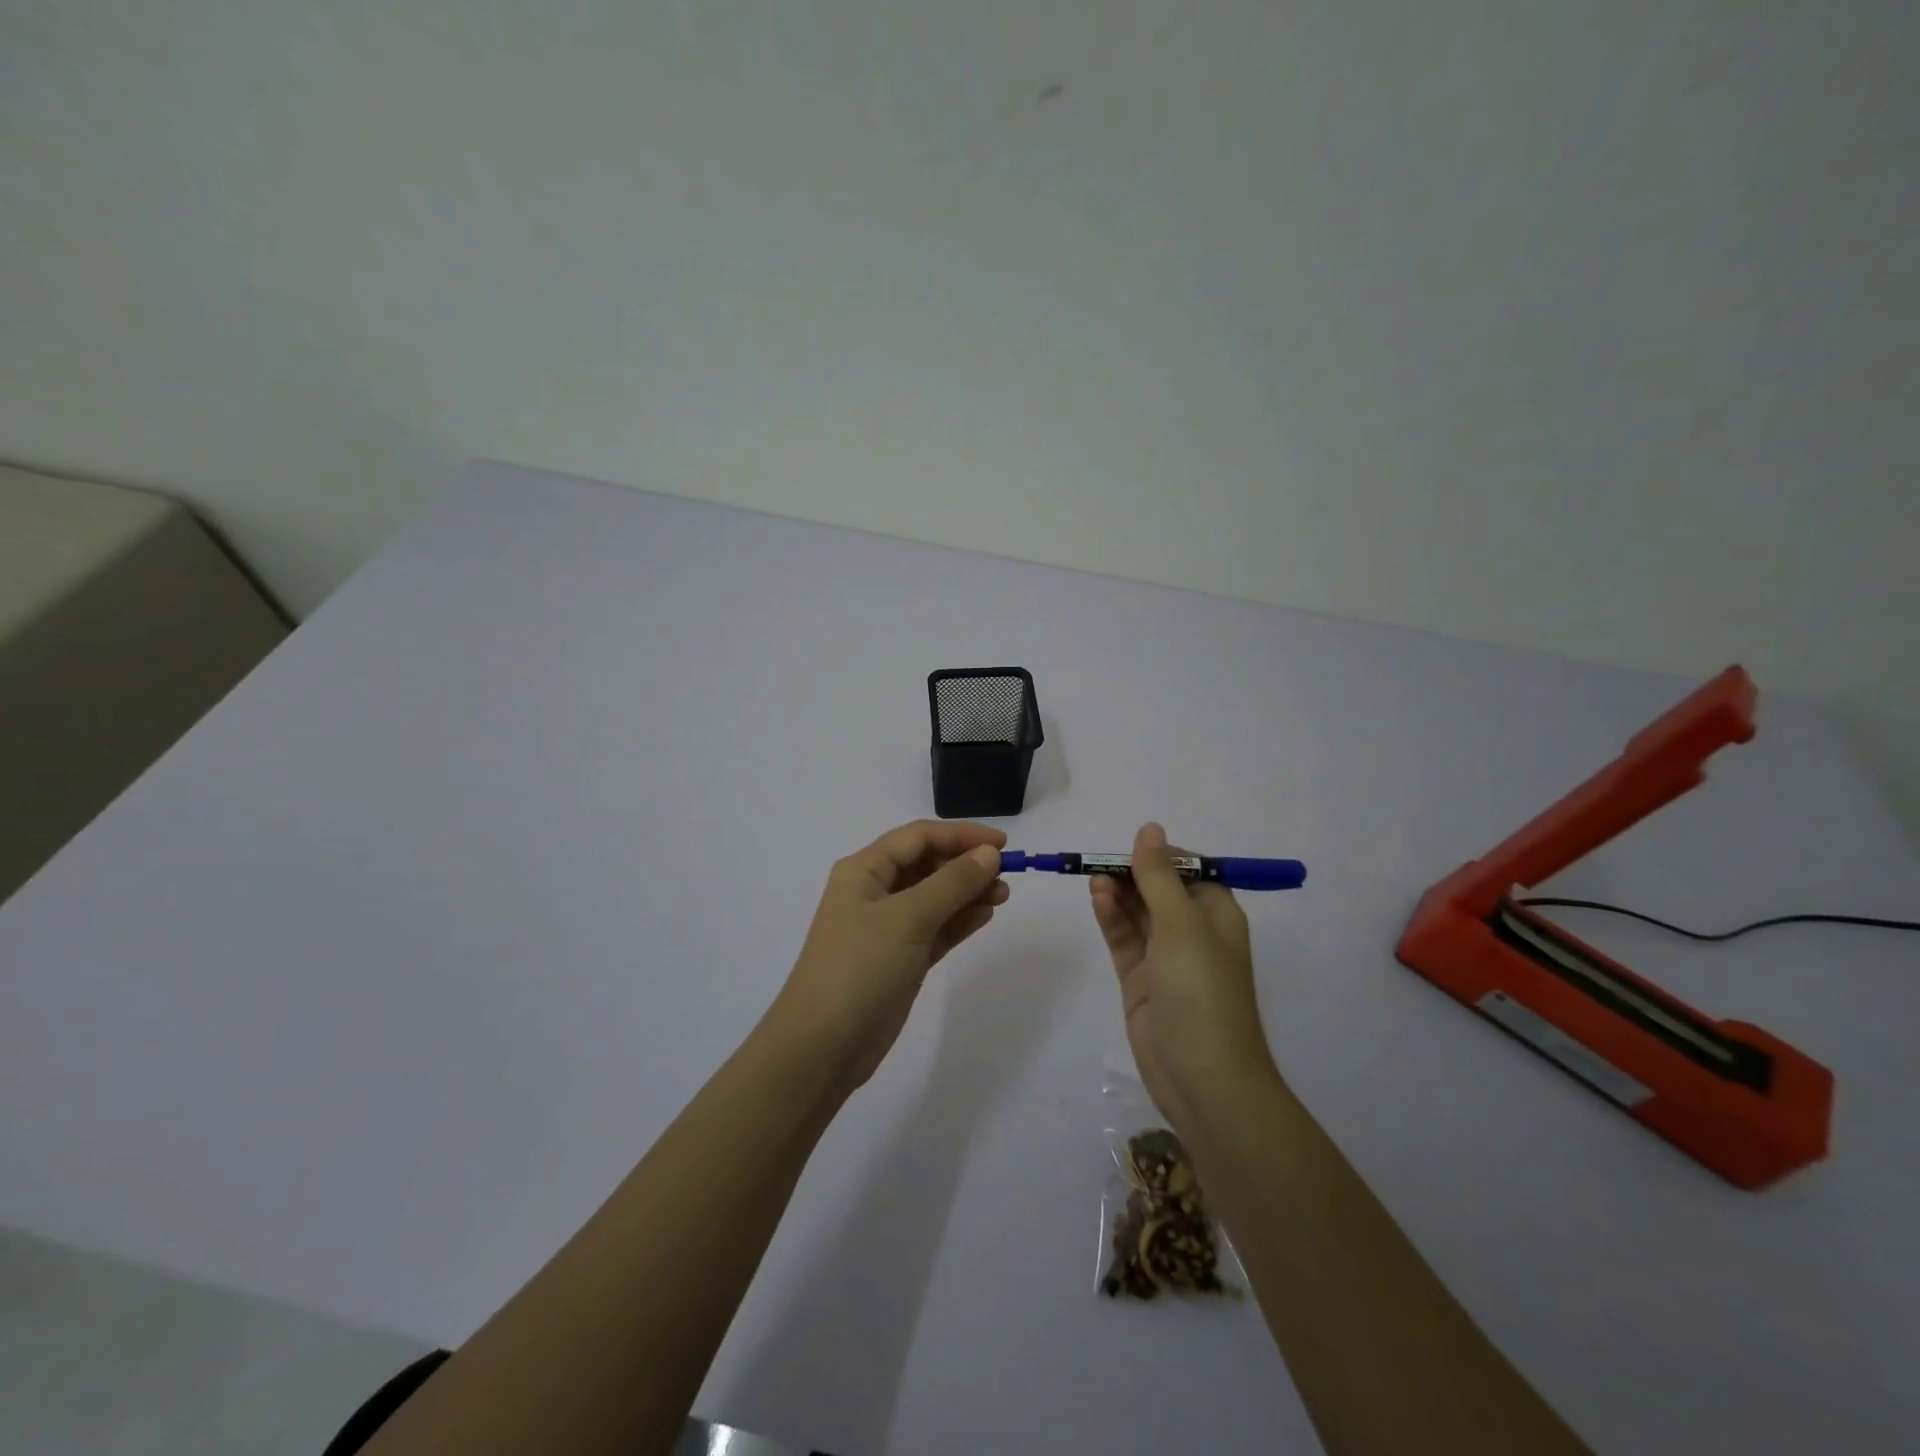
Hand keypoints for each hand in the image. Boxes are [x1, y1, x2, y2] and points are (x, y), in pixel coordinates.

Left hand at [767, 820, 1009, 1094]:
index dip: (960, 835)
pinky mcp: (899, 959)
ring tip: (1003, 896)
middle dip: (966, 865)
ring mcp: (886, 928)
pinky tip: (985, 916)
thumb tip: (988, 854)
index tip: (1002, 844)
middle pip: (926, 864)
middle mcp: (873, 892)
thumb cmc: (860, 969)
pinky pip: (935, 928)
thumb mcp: (908, 919)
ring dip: (967, 892)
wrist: (822, 1048)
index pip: (918, 837)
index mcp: (864, 871)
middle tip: (1006, 876)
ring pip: (934, 898)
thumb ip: (951, 883)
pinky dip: (959, 920)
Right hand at [1090, 822, 1281, 1131]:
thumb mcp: (1182, 924)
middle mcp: (1192, 932)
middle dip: (1132, 873)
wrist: (1203, 1078)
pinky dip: (1111, 918)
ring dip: (1118, 893)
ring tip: (1094, 879)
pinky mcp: (1140, 980)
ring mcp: (1164, 957)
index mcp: (1216, 915)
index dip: (1161, 856)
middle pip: (1158, 889)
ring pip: (1137, 912)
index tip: (1130, 849)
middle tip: (1100, 864)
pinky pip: (1123, 939)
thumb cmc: (1201, 991)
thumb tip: (1150, 828)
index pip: (1189, 870)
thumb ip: (1160, 876)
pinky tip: (1097, 899)